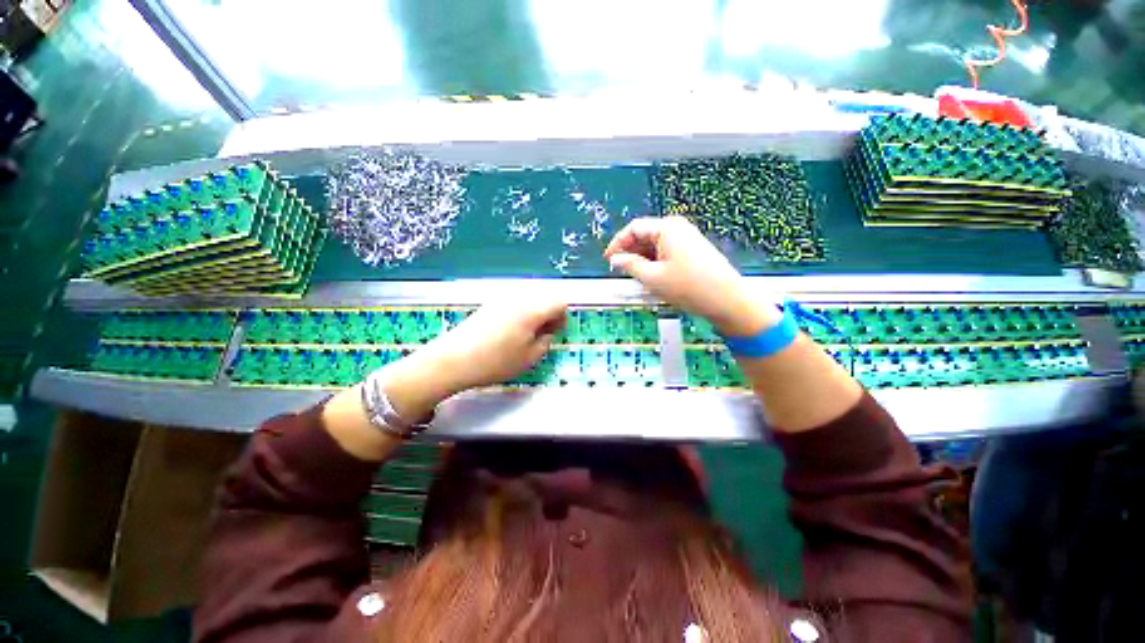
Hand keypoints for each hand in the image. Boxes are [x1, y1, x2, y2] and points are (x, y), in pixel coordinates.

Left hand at [422, 298, 567, 392]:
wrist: (454, 359)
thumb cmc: (495, 361)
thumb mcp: (530, 357)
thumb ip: (546, 340)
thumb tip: (547, 330)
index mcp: (533, 308)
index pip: (561, 302)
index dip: (561, 317)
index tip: (552, 333)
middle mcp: (520, 295)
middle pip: (547, 294)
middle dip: (550, 311)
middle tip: (541, 332)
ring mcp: (504, 294)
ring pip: (532, 293)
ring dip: (536, 308)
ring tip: (526, 329)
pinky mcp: (492, 299)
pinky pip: (517, 296)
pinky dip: (522, 307)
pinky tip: (511, 326)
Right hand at [603, 216, 779, 335]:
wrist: (726, 300)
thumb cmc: (687, 287)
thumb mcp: (652, 278)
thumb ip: (630, 265)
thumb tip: (614, 259)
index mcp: (667, 228)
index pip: (633, 228)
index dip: (617, 243)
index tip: (607, 260)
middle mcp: (677, 227)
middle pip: (645, 235)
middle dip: (630, 252)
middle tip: (619, 271)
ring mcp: (687, 237)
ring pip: (655, 244)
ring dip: (641, 258)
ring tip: (634, 276)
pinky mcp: (693, 249)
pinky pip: (666, 251)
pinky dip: (654, 261)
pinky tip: (651, 276)